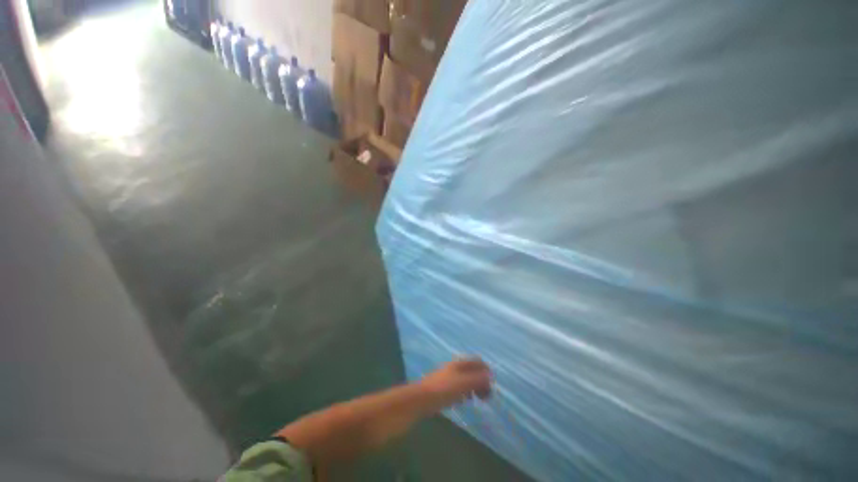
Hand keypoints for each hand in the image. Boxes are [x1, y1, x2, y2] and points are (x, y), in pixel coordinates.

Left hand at [420, 358, 492, 407]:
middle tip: (487, 395)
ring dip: (475, 386)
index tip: (492, 384)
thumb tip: (491, 375)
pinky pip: (460, 387)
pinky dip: (467, 392)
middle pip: (472, 370)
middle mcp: (455, 368)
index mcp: (459, 364)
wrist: (422, 399)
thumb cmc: (444, 389)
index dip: (486, 370)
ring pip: (466, 379)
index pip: (476, 361)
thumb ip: (477, 379)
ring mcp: (449, 377)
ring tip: (480, 398)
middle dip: (481, 380)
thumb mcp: (463, 384)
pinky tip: (467, 400)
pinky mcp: (445, 388)